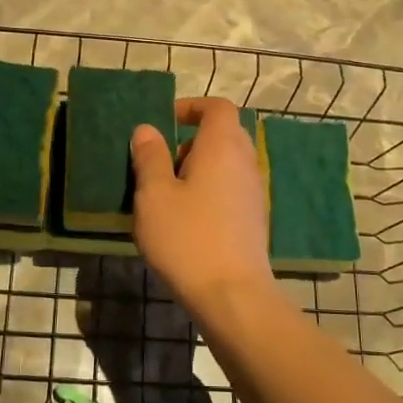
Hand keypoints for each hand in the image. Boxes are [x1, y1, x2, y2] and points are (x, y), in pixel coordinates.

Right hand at [129, 98, 274, 316]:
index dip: (192, 106)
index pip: (217, 107)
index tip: (165, 121)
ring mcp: (254, 193)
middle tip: (161, 164)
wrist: (232, 295)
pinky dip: (210, 192)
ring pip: (227, 165)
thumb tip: (147, 130)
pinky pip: (230, 190)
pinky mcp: (254, 220)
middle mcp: (245, 162)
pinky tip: (187, 221)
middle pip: (224, 134)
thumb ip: (150, 157)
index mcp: (223, 146)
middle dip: (191, 141)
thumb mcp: (154, 195)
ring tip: (169, 196)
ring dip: (199, 170)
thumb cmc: (187, 238)